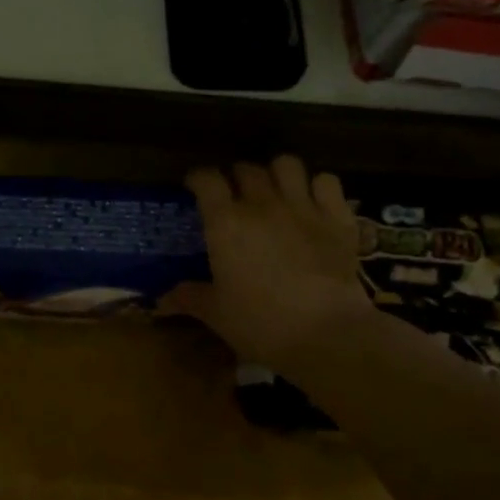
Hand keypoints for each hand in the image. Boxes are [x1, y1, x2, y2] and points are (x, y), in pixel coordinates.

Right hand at [161, 158, 375, 361]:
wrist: (328, 336)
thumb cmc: (262, 325)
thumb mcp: (217, 314)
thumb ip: (190, 297)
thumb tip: (163, 299)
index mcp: (226, 223)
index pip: (206, 179)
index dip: (199, 178)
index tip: (195, 187)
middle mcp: (262, 204)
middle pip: (245, 168)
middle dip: (236, 176)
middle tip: (235, 195)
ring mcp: (303, 207)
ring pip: (286, 164)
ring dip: (276, 173)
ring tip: (274, 190)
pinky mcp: (337, 218)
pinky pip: (326, 181)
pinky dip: (318, 186)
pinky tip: (313, 202)